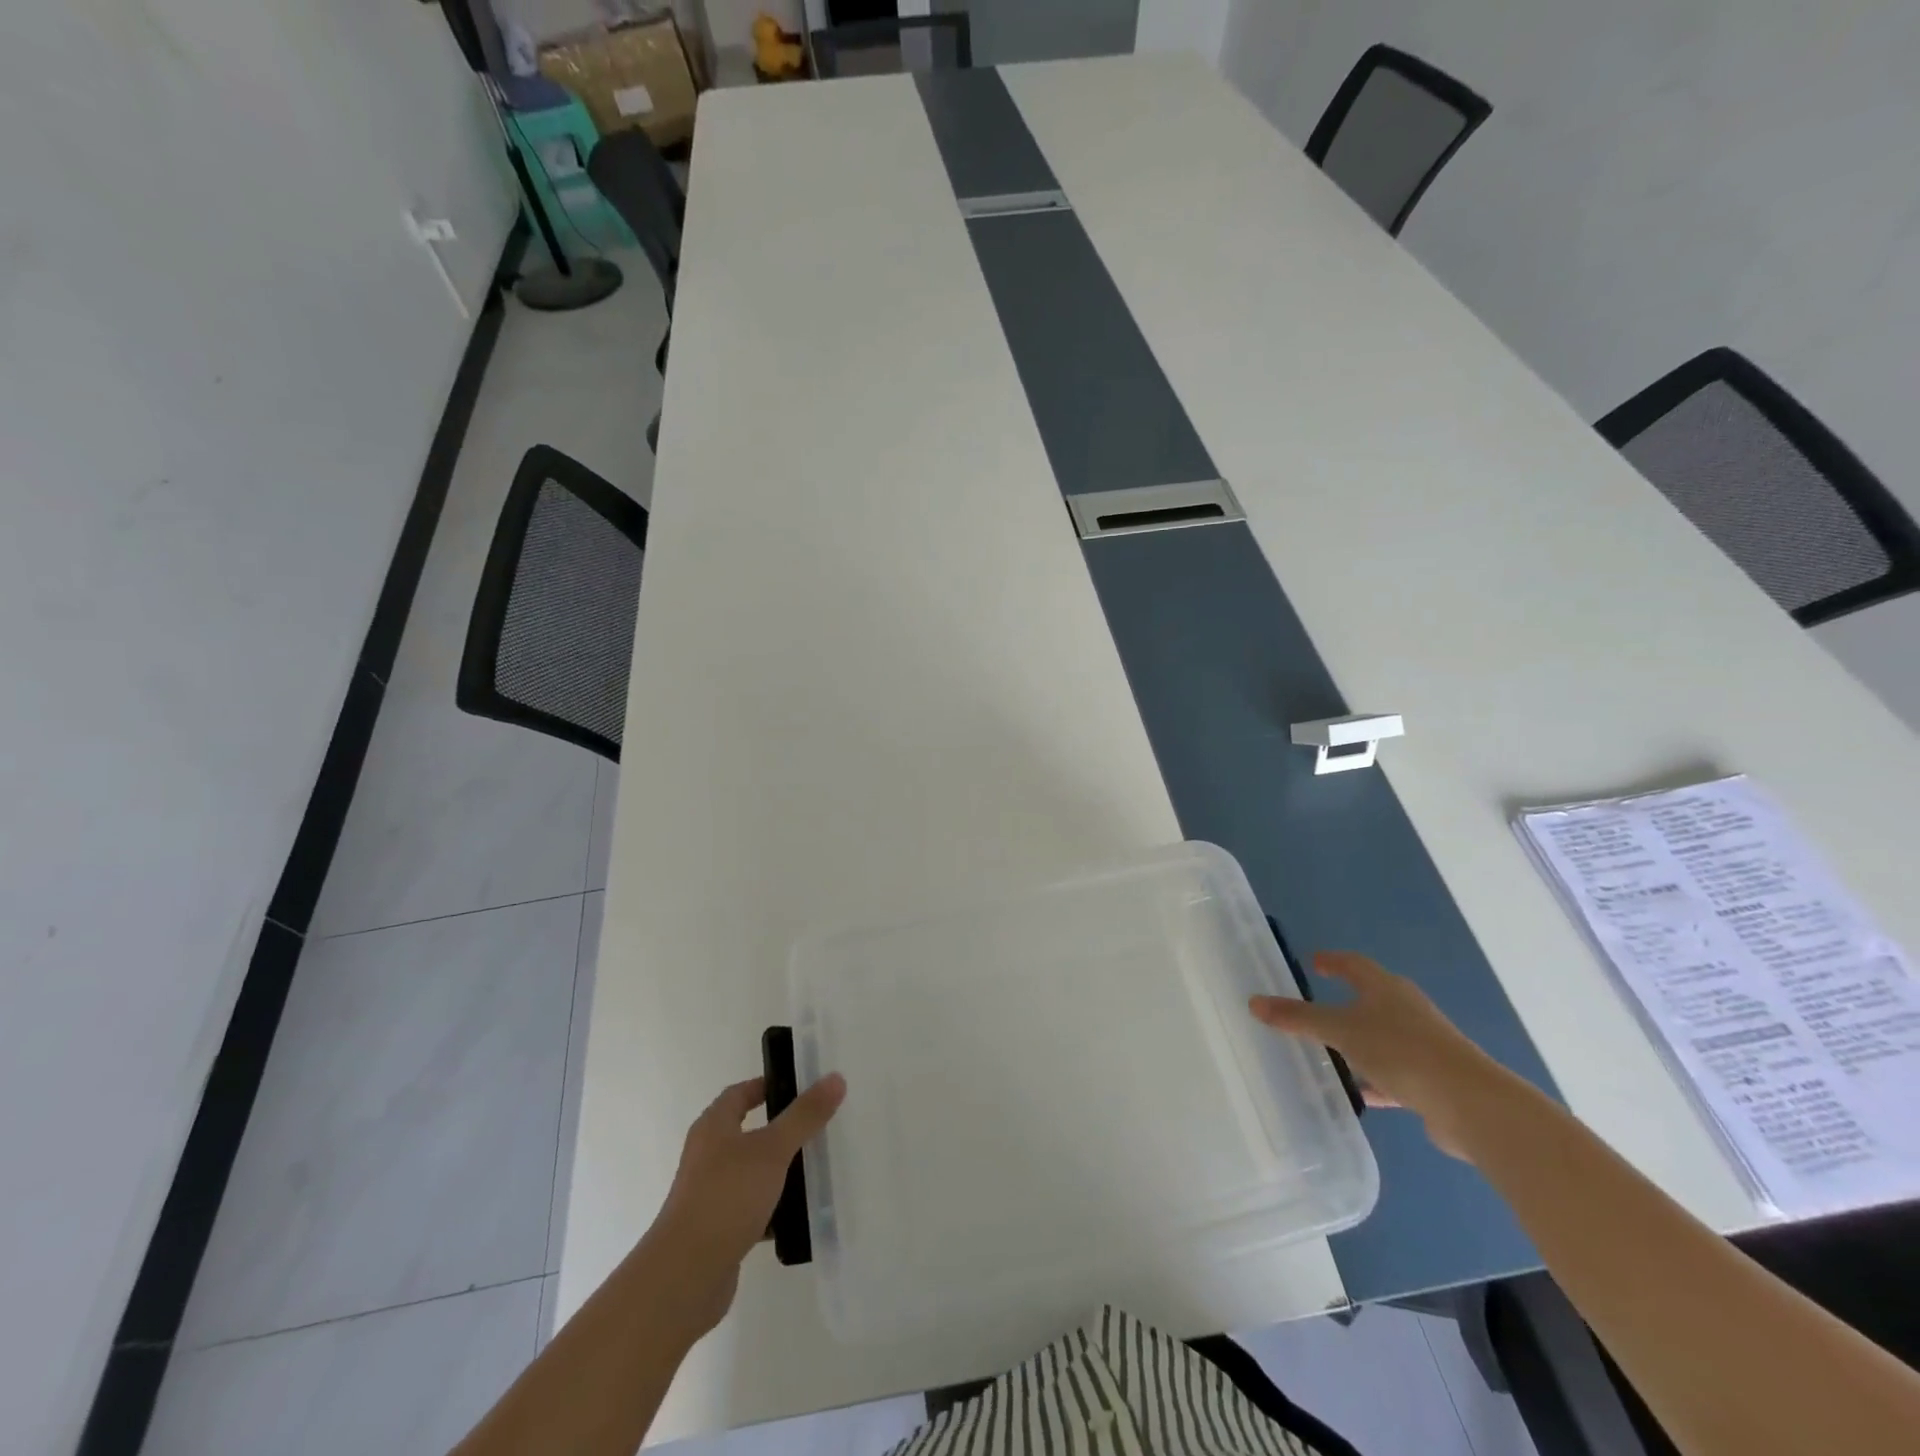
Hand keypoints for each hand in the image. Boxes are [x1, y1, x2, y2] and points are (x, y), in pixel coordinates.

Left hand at [642, 1073, 845, 1336]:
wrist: (685, 1277)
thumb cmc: (726, 1197)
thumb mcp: (772, 1150)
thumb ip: (804, 1115)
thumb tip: (835, 1078)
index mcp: (713, 1127)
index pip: (740, 1093)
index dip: (767, 1086)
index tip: (801, 1088)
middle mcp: (708, 1156)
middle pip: (748, 1132)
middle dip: (781, 1129)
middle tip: (817, 1126)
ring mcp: (710, 1194)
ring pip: (752, 1172)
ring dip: (779, 1170)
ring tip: (816, 1169)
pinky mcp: (718, 1230)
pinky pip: (752, 1208)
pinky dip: (773, 1208)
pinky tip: (799, 1215)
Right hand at [1250, 951, 1499, 1158]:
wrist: (1471, 1104)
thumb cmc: (1401, 1051)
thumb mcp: (1341, 1030)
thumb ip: (1298, 1018)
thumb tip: (1254, 1002)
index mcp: (1386, 989)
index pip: (1354, 964)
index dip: (1332, 961)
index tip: (1313, 963)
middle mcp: (1406, 1010)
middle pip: (1370, 998)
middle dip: (1344, 1001)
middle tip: (1313, 1006)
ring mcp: (1423, 1045)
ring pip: (1381, 1037)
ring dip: (1357, 1043)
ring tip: (1328, 1052)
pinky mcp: (1431, 1079)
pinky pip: (1393, 1071)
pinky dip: (1373, 1077)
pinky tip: (1357, 1092)